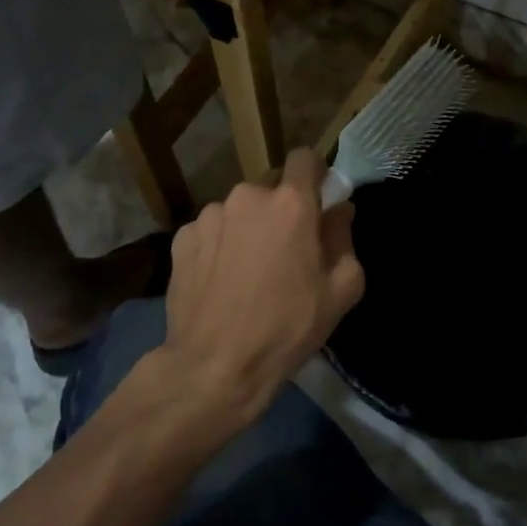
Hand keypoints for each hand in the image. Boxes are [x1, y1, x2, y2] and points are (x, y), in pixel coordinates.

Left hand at [159, 148, 364, 427]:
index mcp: (291, 203)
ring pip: (239, 210)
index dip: (314, 175)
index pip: (304, 158)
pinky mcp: (182, 238)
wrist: (214, 367)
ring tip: (247, 271)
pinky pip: (211, 230)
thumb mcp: (341, 290)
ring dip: (248, 228)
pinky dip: (219, 245)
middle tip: (285, 250)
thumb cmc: (287, 327)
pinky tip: (220, 281)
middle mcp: (248, 196)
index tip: (318, 200)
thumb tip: (339, 210)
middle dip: (281, 209)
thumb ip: (344, 238)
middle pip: (271, 188)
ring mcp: (210, 215)